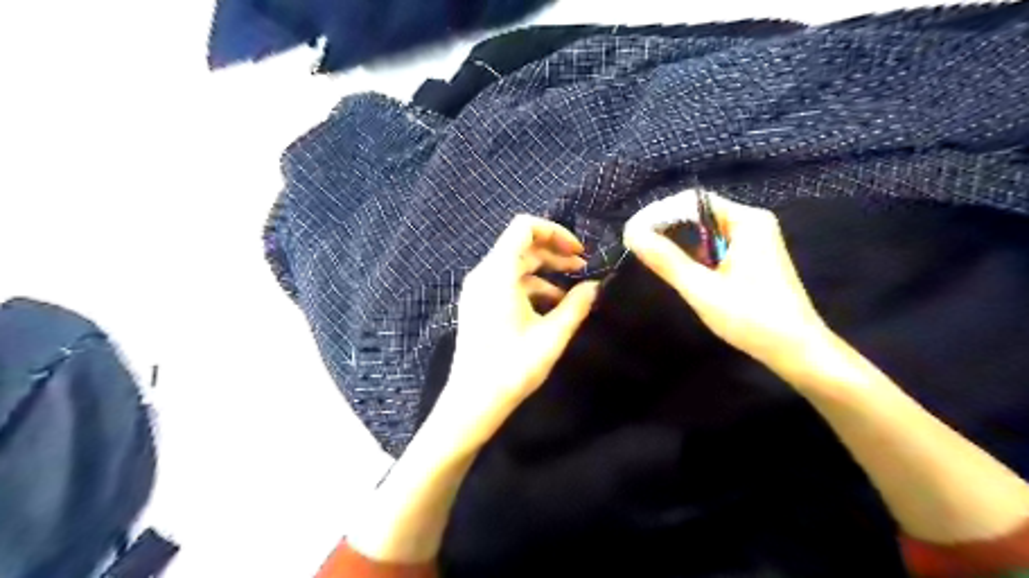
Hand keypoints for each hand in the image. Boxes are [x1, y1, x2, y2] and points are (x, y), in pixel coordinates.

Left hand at [430, 214, 600, 456]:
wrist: (473, 401)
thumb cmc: (513, 367)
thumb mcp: (552, 335)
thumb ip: (576, 305)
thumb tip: (595, 285)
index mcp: (498, 273)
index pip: (524, 227)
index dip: (555, 232)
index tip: (578, 251)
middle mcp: (484, 274)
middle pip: (521, 246)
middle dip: (554, 252)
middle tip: (582, 267)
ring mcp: (478, 289)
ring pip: (515, 265)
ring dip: (545, 272)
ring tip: (572, 289)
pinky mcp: (478, 304)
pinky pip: (506, 283)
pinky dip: (530, 287)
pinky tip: (551, 306)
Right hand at [623, 189, 830, 369]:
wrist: (797, 350)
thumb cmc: (751, 318)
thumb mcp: (702, 289)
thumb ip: (666, 260)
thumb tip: (631, 233)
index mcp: (746, 221)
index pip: (692, 202)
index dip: (659, 214)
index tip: (633, 233)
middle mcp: (752, 223)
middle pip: (698, 214)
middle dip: (667, 228)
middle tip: (638, 247)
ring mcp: (755, 240)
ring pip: (705, 231)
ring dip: (679, 243)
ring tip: (653, 259)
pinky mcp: (753, 258)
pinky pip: (716, 245)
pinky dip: (695, 254)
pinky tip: (681, 270)